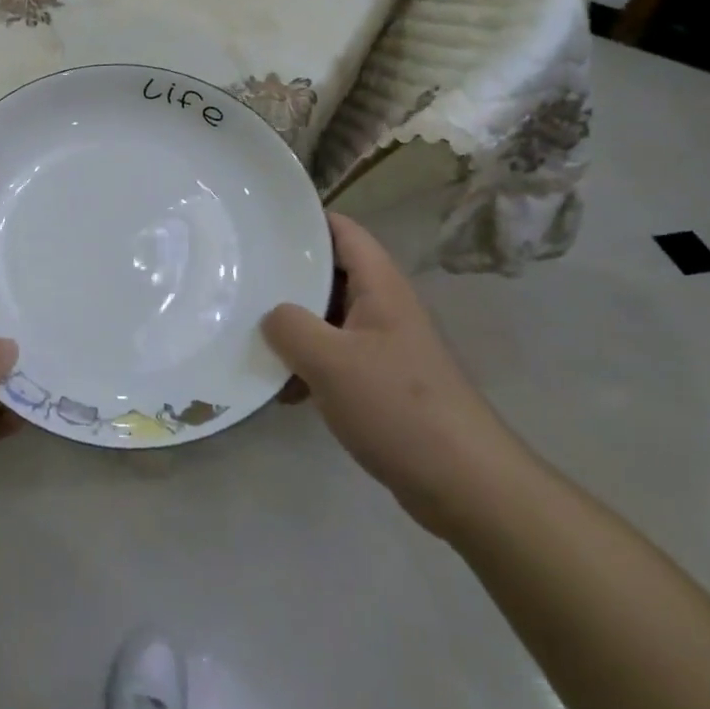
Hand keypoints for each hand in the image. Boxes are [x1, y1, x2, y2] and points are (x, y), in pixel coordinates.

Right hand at [263, 213, 530, 536]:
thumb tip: (271, 316)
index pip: (342, 230)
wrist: (467, 487)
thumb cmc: (399, 407)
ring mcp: (386, 346)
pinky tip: (283, 391)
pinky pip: (337, 359)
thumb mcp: (331, 361)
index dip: (304, 221)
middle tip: (242, 277)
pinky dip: (310, 366)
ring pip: (329, 319)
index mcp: (380, 286)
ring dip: (295, 328)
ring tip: (252, 336)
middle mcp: (385, 307)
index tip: (261, 224)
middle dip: (288, 277)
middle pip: (330, 273)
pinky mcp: (384, 384)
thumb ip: (290, 327)